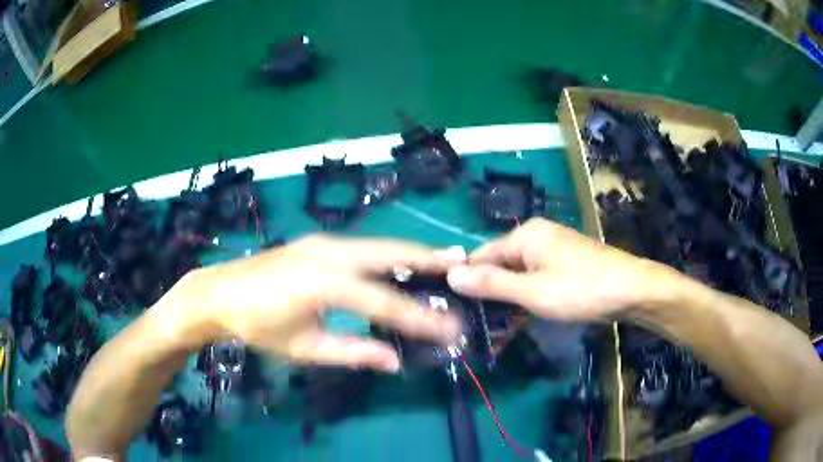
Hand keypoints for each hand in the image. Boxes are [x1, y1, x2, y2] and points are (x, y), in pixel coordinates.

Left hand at [166, 235, 462, 372]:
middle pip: (390, 252)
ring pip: (378, 244)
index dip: (421, 318)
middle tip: (461, 262)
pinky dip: (387, 254)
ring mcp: (323, 242)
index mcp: (325, 283)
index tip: (451, 329)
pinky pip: (362, 246)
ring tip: (441, 259)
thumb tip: (394, 360)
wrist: (218, 293)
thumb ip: (352, 352)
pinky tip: (399, 261)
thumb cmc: (257, 325)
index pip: (385, 303)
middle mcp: (330, 253)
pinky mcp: (317, 242)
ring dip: (410, 252)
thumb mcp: (304, 347)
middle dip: (428, 258)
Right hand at [446, 218, 666, 320]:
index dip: (467, 281)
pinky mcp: (563, 262)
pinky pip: (535, 277)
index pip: (481, 255)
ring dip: (508, 299)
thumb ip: (492, 284)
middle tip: (475, 324)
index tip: (455, 308)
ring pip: (518, 274)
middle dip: (489, 293)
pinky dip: (526, 296)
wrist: (632, 290)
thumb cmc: (581, 290)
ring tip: (495, 328)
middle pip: (500, 264)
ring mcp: (552, 249)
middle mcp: (536, 236)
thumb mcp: (533, 292)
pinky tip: (521, 317)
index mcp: (525, 235)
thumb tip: (451, 274)